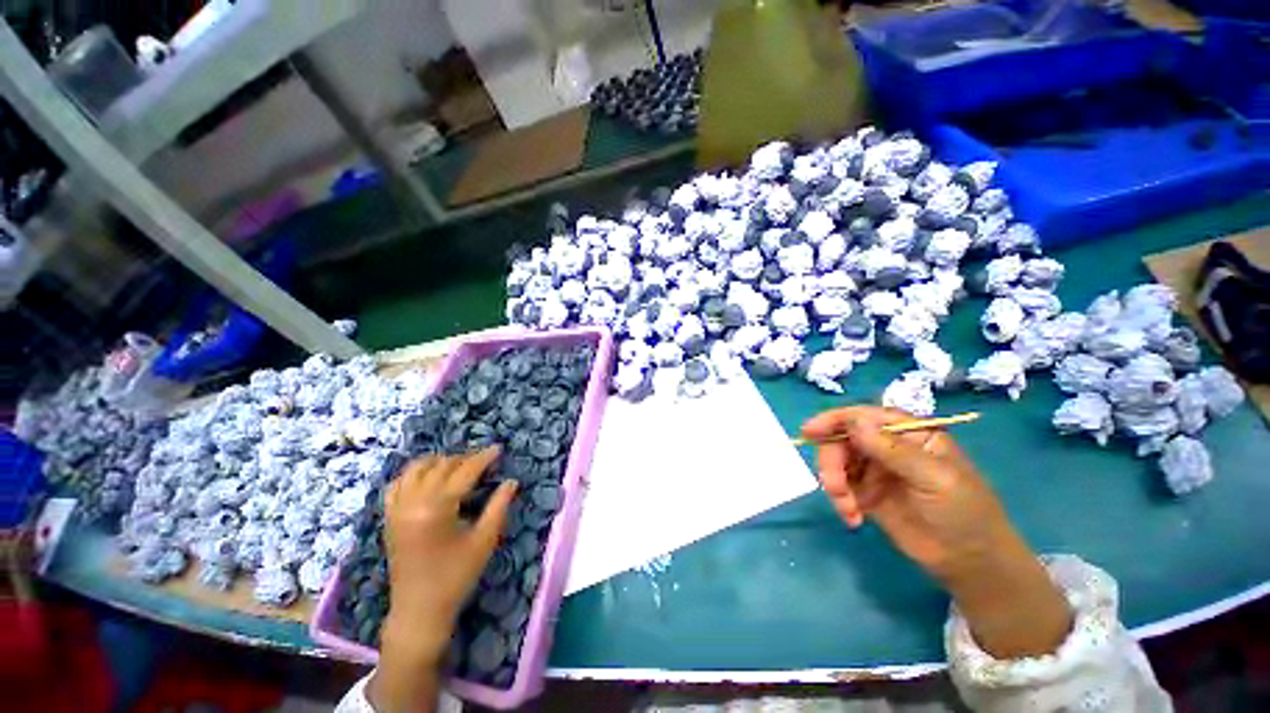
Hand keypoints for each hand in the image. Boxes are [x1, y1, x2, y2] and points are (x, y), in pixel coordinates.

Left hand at [369, 448, 516, 712]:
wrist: (419, 610)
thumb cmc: (456, 576)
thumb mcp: (484, 540)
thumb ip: (499, 506)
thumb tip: (512, 482)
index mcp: (437, 508)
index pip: (464, 471)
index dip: (483, 458)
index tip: (498, 449)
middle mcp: (413, 503)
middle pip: (441, 466)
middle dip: (465, 459)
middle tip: (484, 461)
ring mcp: (396, 509)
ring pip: (416, 469)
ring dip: (439, 462)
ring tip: (458, 466)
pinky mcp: (389, 518)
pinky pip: (397, 484)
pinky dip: (414, 474)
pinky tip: (428, 477)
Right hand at [802, 406, 1011, 580]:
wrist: (971, 564)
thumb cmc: (965, 513)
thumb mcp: (934, 478)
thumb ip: (893, 449)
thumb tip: (854, 421)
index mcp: (908, 433)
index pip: (864, 416)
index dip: (834, 420)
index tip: (810, 432)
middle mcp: (887, 446)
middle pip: (843, 439)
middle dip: (832, 460)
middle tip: (833, 486)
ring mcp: (875, 470)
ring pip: (837, 463)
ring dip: (834, 483)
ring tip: (847, 508)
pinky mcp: (866, 494)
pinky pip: (840, 488)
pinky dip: (840, 501)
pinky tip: (853, 519)